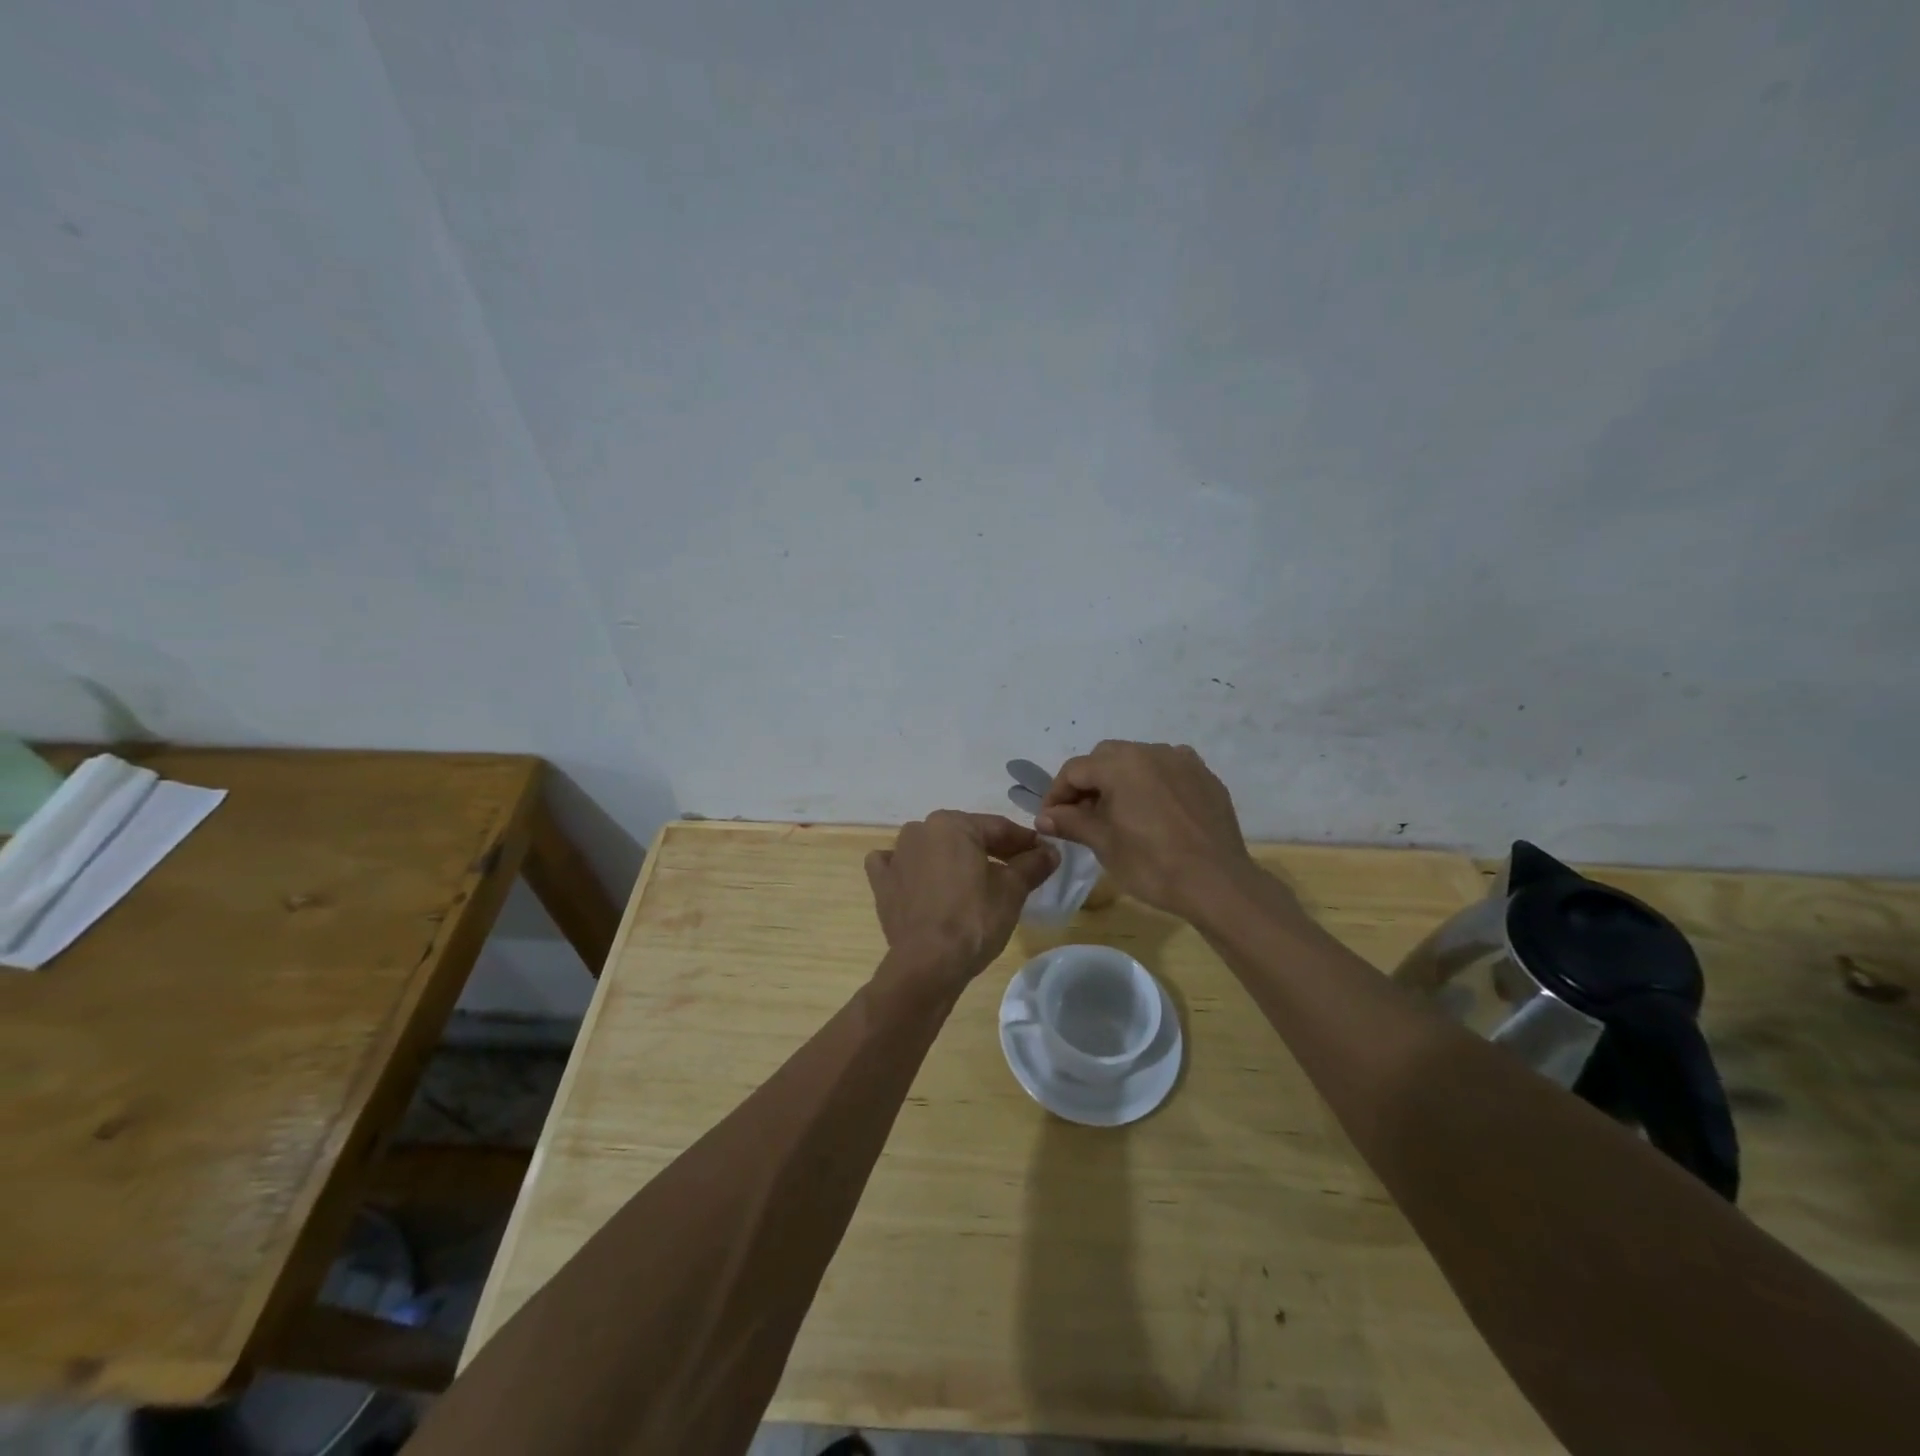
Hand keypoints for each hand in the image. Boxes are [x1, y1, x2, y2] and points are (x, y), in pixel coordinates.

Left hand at [865, 811, 1058, 987]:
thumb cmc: (974, 919)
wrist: (928, 963)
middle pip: (966, 836)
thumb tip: (1051, 851)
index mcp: (953, 824)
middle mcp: (920, 830)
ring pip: (932, 847)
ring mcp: (897, 855)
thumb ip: (1032, 864)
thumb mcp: (1012, 890)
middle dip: (991, 850)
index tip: (1043, 853)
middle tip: (1017, 869)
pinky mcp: (881, 882)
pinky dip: (910, 868)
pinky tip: (921, 881)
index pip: (998, 828)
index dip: (1024, 842)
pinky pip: (897, 865)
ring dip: (952, 857)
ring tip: (974, 880)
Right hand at [1036, 741, 1252, 917]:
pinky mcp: (1205, 777)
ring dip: (1121, 780)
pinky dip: (1152, 784)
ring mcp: (1183, 761)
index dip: (1056, 793)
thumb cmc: (1152, 864)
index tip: (1050, 819)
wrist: (1218, 883)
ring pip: (1138, 761)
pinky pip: (1168, 771)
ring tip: (1119, 814)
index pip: (1075, 769)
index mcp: (1122, 764)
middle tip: (1081, 815)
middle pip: (1106, 758)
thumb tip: (1044, 816)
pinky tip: (1154, 813)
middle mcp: (1151, 752)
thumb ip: (1071, 822)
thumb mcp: (1104, 844)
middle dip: (1088, 782)